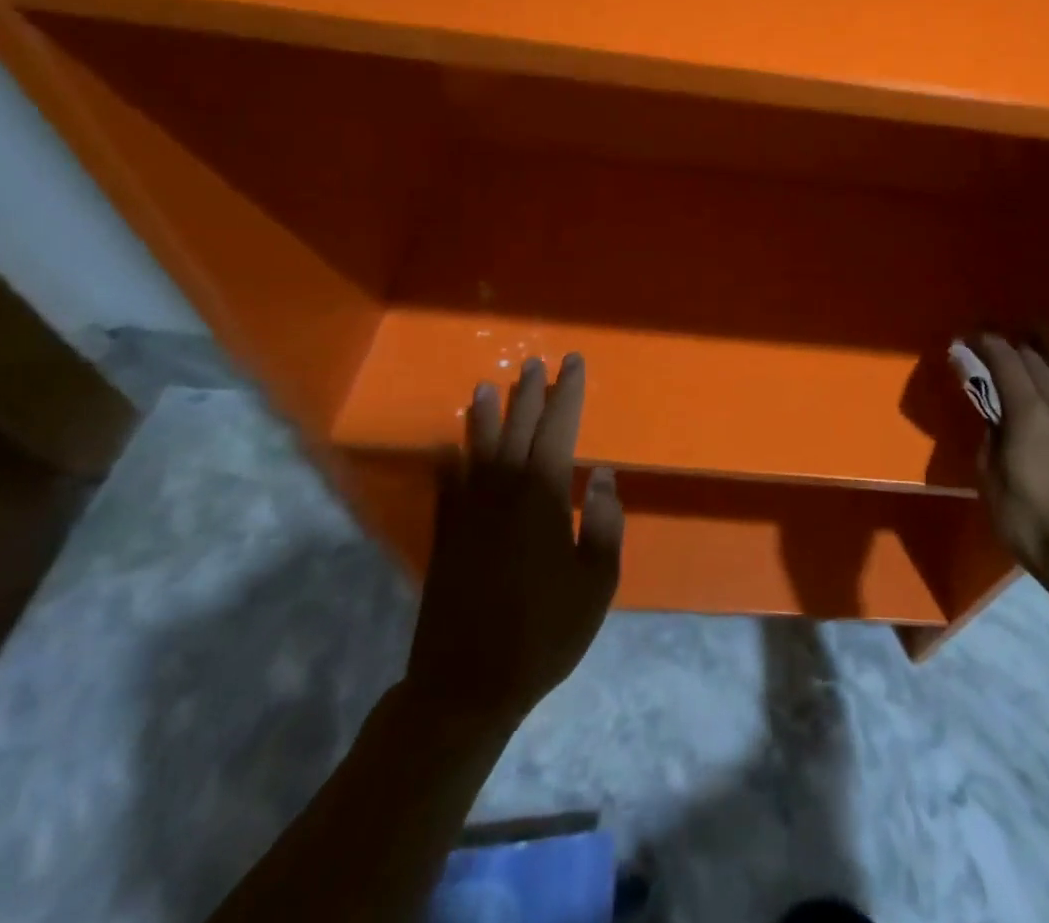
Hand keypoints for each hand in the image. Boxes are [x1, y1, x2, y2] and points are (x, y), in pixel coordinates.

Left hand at [404, 354, 623, 727]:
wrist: (467, 685)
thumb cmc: (545, 633)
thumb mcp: (597, 582)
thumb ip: (603, 524)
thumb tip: (599, 476)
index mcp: (542, 497)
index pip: (558, 429)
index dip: (568, 393)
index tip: (574, 363)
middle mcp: (502, 493)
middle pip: (517, 429)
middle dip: (529, 393)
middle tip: (535, 362)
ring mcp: (468, 514)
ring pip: (477, 450)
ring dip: (485, 416)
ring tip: (487, 386)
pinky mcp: (444, 537)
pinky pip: (446, 487)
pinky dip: (448, 462)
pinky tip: (448, 448)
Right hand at [971, 334, 1048, 582]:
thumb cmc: (1024, 518)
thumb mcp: (989, 477)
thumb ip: (990, 436)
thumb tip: (992, 415)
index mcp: (1028, 413)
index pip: (1007, 362)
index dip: (987, 345)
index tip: (970, 340)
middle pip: (1035, 362)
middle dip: (1010, 351)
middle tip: (990, 355)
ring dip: (1038, 369)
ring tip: (1023, 375)